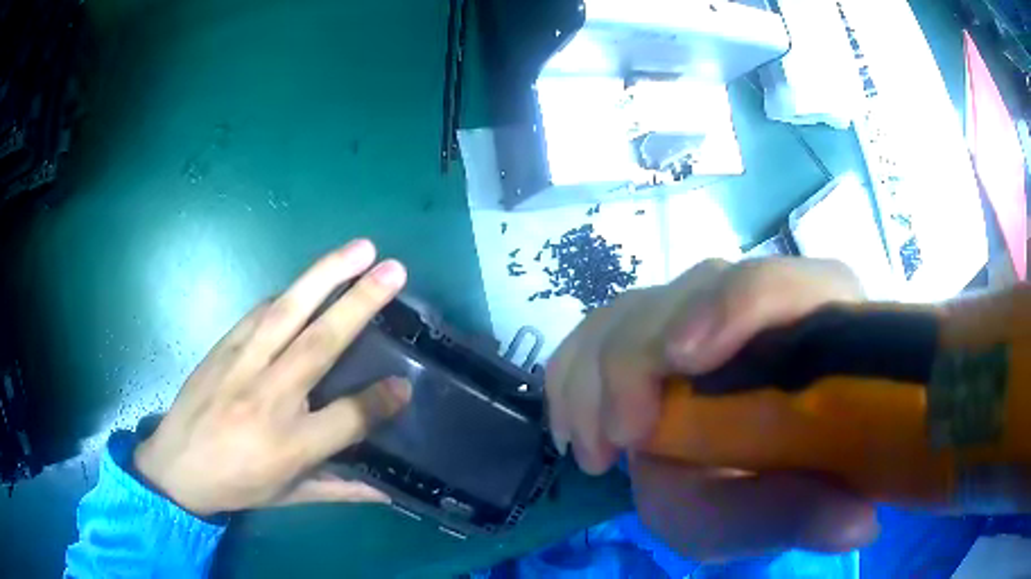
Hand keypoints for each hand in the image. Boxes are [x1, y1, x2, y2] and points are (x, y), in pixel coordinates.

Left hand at [134, 239, 411, 515]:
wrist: (176, 467)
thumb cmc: (238, 485)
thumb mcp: (292, 497)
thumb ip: (342, 490)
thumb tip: (389, 492)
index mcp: (290, 446)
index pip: (347, 418)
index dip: (381, 401)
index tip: (406, 384)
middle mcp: (269, 398)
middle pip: (321, 344)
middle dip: (360, 304)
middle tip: (394, 269)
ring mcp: (242, 366)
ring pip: (288, 312)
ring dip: (325, 275)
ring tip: (360, 248)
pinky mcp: (223, 347)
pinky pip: (260, 312)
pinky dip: (289, 293)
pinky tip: (309, 280)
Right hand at [546, 257, 879, 560]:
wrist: (733, 481)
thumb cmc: (766, 493)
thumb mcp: (779, 516)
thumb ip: (811, 516)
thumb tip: (860, 522)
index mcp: (815, 325)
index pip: (781, 282)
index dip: (734, 304)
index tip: (683, 361)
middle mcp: (757, 304)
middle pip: (695, 288)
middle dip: (640, 356)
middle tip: (619, 439)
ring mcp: (699, 313)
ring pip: (637, 306)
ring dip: (597, 372)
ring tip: (593, 450)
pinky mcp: (651, 329)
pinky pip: (598, 328)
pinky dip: (574, 373)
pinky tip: (575, 426)